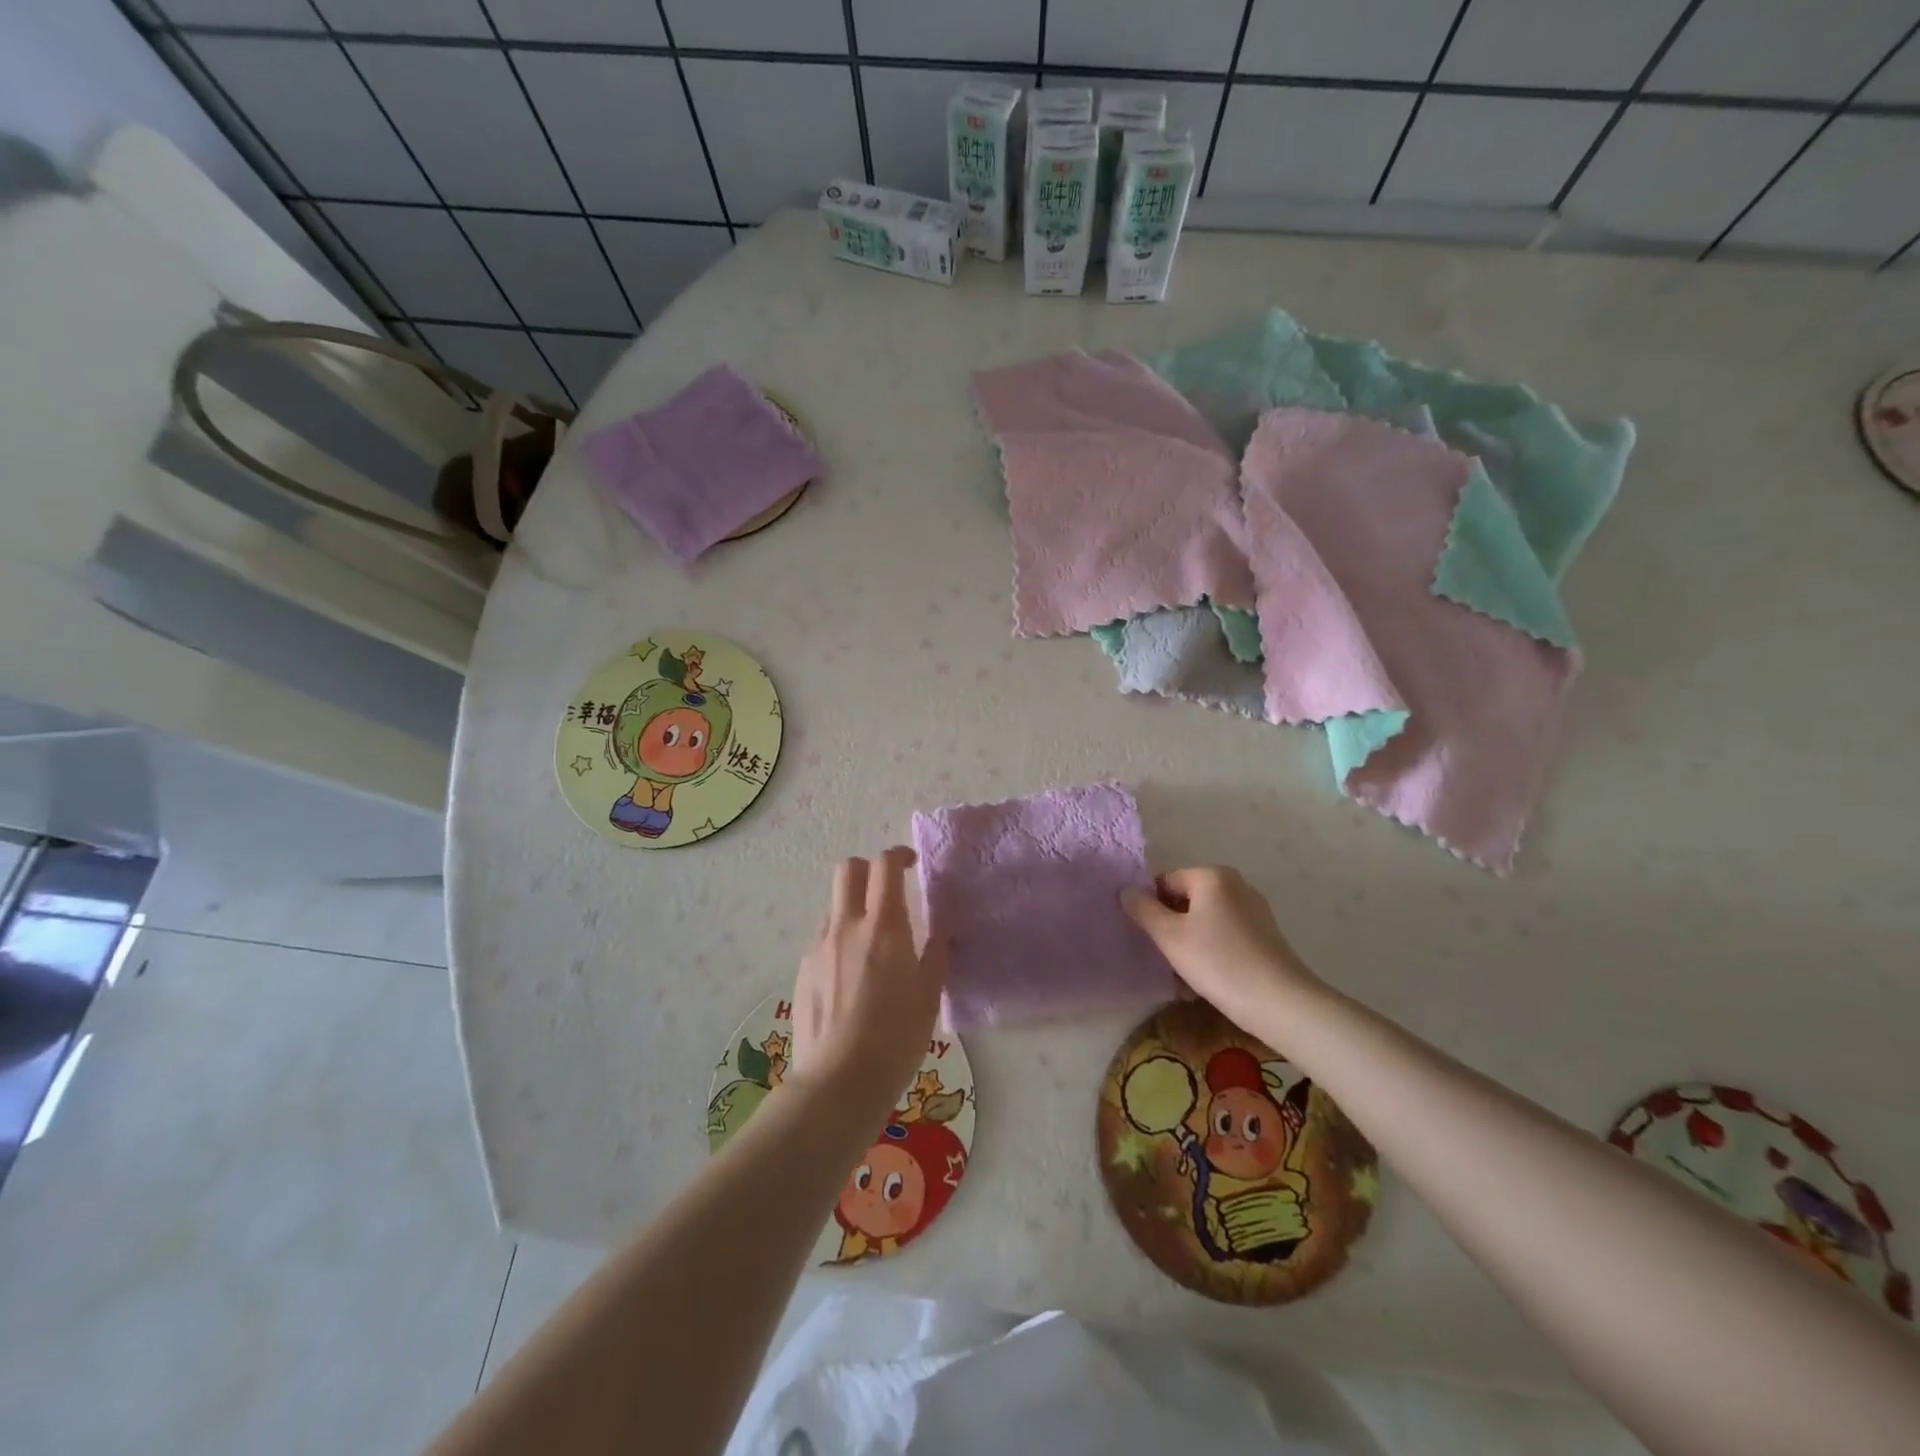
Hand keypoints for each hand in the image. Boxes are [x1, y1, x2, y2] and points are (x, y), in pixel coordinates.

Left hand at [788, 847, 948, 1122]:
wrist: (839, 1082)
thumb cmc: (895, 1038)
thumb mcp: (929, 996)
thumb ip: (936, 956)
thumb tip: (943, 933)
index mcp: (883, 927)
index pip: (884, 865)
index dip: (899, 856)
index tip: (912, 865)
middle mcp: (846, 926)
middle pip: (848, 869)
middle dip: (868, 870)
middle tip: (887, 892)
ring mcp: (819, 947)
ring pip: (834, 905)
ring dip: (853, 908)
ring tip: (871, 945)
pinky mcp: (803, 970)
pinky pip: (823, 938)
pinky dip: (840, 939)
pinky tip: (851, 977)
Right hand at [1123, 866, 1323, 1041]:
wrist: (1280, 1002)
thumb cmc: (1218, 962)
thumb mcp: (1169, 936)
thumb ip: (1143, 909)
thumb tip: (1126, 891)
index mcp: (1212, 876)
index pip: (1165, 881)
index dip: (1149, 906)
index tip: (1146, 937)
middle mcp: (1235, 885)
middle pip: (1186, 901)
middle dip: (1170, 928)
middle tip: (1162, 959)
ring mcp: (1254, 910)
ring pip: (1205, 922)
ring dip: (1188, 945)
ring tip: (1182, 978)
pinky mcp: (1265, 936)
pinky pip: (1224, 937)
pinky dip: (1211, 953)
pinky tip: (1205, 982)